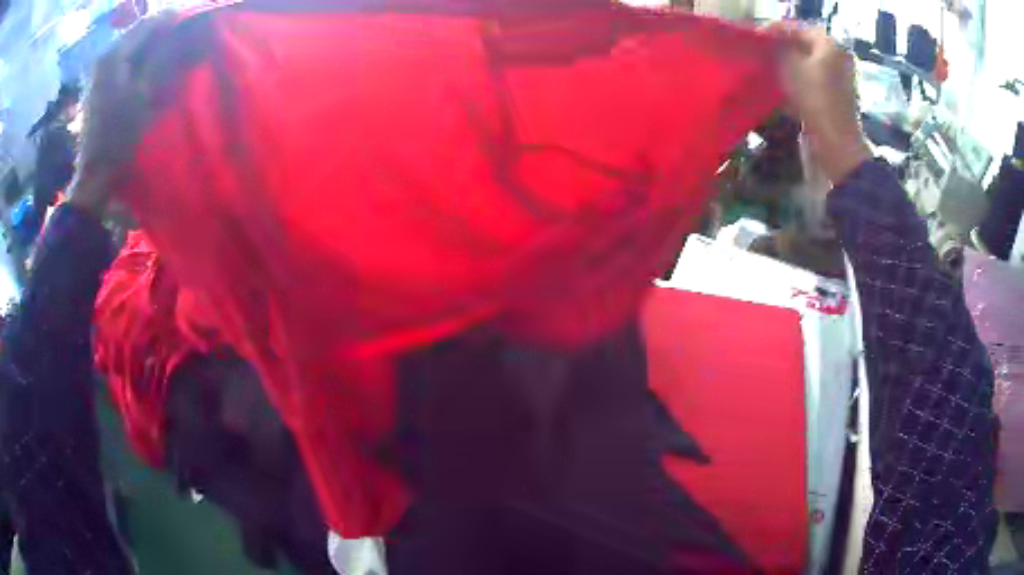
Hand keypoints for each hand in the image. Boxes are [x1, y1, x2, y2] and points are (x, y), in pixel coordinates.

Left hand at [70, 13, 176, 214]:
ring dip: (150, 50)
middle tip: (181, 43)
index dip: (172, 20)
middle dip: (161, 35)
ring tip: (167, 58)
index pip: (149, 22)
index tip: (191, 24)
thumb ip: (163, 57)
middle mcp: (104, 57)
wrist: (93, 176)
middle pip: (139, 33)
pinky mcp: (98, 86)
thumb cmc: (118, 137)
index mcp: (113, 55)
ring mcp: (99, 72)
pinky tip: (148, 73)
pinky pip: (124, 62)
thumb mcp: (145, 94)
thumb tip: (184, 30)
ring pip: (132, 47)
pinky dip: (139, 62)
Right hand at [772, 24, 871, 185]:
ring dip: (790, 64)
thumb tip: (771, 42)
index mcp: (829, 43)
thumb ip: (779, 48)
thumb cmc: (815, 99)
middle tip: (763, 51)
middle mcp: (838, 55)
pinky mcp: (839, 95)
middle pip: (805, 45)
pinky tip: (786, 86)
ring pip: (809, 62)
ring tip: (771, 68)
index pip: (795, 28)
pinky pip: (815, 79)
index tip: (755, 36)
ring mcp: (841, 77)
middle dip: (783, 47)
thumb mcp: (789, 67)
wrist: (837, 142)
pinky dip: (800, 79)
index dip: (773, 30)